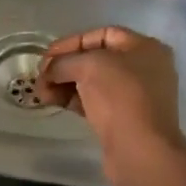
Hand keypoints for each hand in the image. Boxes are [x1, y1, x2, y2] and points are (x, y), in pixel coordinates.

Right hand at [36, 26, 185, 185]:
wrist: (141, 151)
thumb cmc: (120, 97)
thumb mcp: (89, 67)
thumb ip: (64, 62)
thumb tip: (48, 71)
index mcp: (144, 48)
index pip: (102, 35)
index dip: (71, 42)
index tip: (47, 56)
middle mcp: (144, 68)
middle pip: (96, 59)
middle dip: (65, 66)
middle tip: (40, 77)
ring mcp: (136, 95)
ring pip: (93, 82)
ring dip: (65, 84)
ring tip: (41, 94)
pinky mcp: (125, 119)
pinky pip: (96, 101)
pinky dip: (74, 99)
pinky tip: (54, 102)